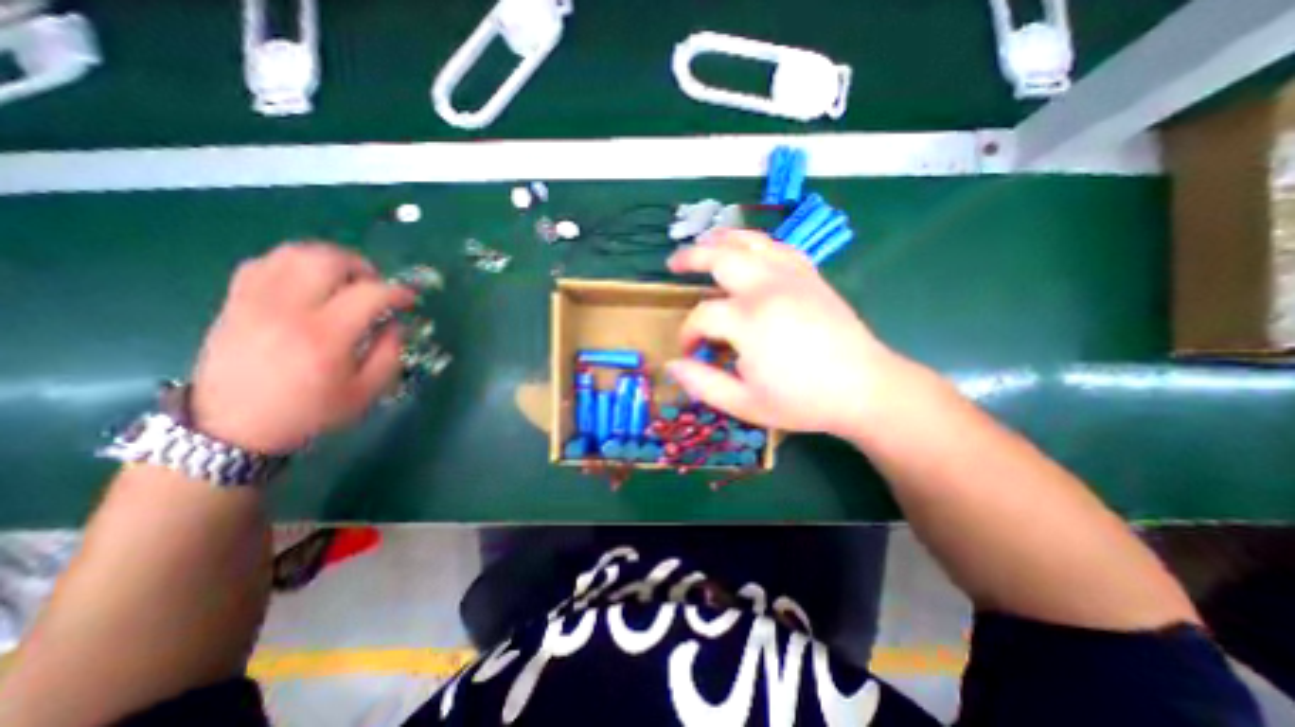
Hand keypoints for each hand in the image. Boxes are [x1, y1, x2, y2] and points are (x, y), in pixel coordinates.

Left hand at [189, 244, 413, 453]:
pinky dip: (294, 264)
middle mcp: (288, 310)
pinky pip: (264, 263)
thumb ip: (390, 353)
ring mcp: (255, 302)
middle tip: (375, 285)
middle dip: (362, 267)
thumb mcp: (367, 392)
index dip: (398, 292)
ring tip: (345, 279)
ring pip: (294, 254)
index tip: (409, 300)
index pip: (370, 293)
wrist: (232, 428)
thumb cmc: (310, 412)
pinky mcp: (235, 302)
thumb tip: (396, 323)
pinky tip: (308, 282)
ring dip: (329, 260)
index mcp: (326, 337)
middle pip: (328, 261)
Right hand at [667, 233, 908, 436]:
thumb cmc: (803, 400)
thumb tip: (673, 365)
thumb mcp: (745, 404)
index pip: (702, 316)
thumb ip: (703, 384)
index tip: (690, 350)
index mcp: (748, 321)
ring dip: (721, 239)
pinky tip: (749, 252)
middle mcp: (766, 288)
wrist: (865, 388)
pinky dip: (756, 244)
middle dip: (691, 258)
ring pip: (749, 241)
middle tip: (673, 265)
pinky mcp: (810, 275)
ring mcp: (791, 276)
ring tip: (704, 242)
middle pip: (719, 257)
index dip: (688, 333)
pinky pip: (778, 247)